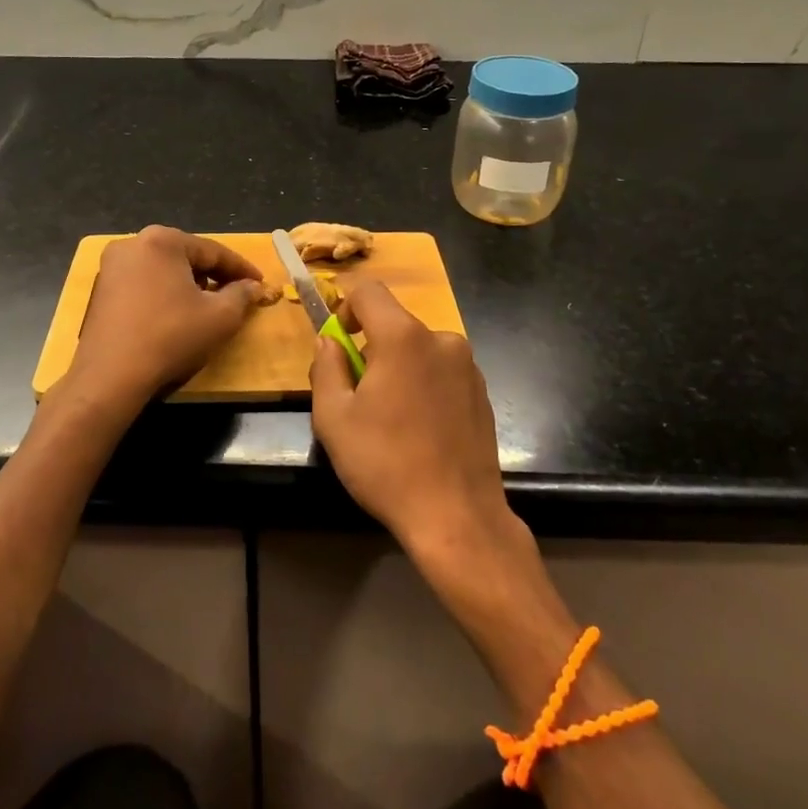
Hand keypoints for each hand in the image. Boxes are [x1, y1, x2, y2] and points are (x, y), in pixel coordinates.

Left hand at [67, 226, 270, 407]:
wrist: (110, 377)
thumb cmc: (170, 337)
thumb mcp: (220, 317)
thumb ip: (242, 295)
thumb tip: (253, 286)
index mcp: (162, 240)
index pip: (213, 251)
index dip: (241, 268)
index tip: (260, 283)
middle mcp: (132, 244)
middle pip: (186, 256)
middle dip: (213, 275)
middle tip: (236, 294)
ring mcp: (111, 267)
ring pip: (164, 270)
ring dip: (188, 285)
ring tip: (207, 306)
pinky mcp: (101, 291)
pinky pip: (143, 284)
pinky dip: (164, 294)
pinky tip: (176, 316)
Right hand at [309, 281, 532, 585]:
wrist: (457, 517)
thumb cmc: (386, 464)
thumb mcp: (334, 417)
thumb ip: (325, 367)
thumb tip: (329, 341)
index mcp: (403, 337)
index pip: (368, 291)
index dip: (344, 308)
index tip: (338, 345)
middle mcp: (441, 339)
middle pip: (394, 324)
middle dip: (370, 348)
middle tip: (357, 397)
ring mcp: (468, 365)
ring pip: (418, 349)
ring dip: (398, 369)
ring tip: (389, 420)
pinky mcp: (482, 391)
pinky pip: (440, 371)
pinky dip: (423, 385)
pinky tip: (419, 430)